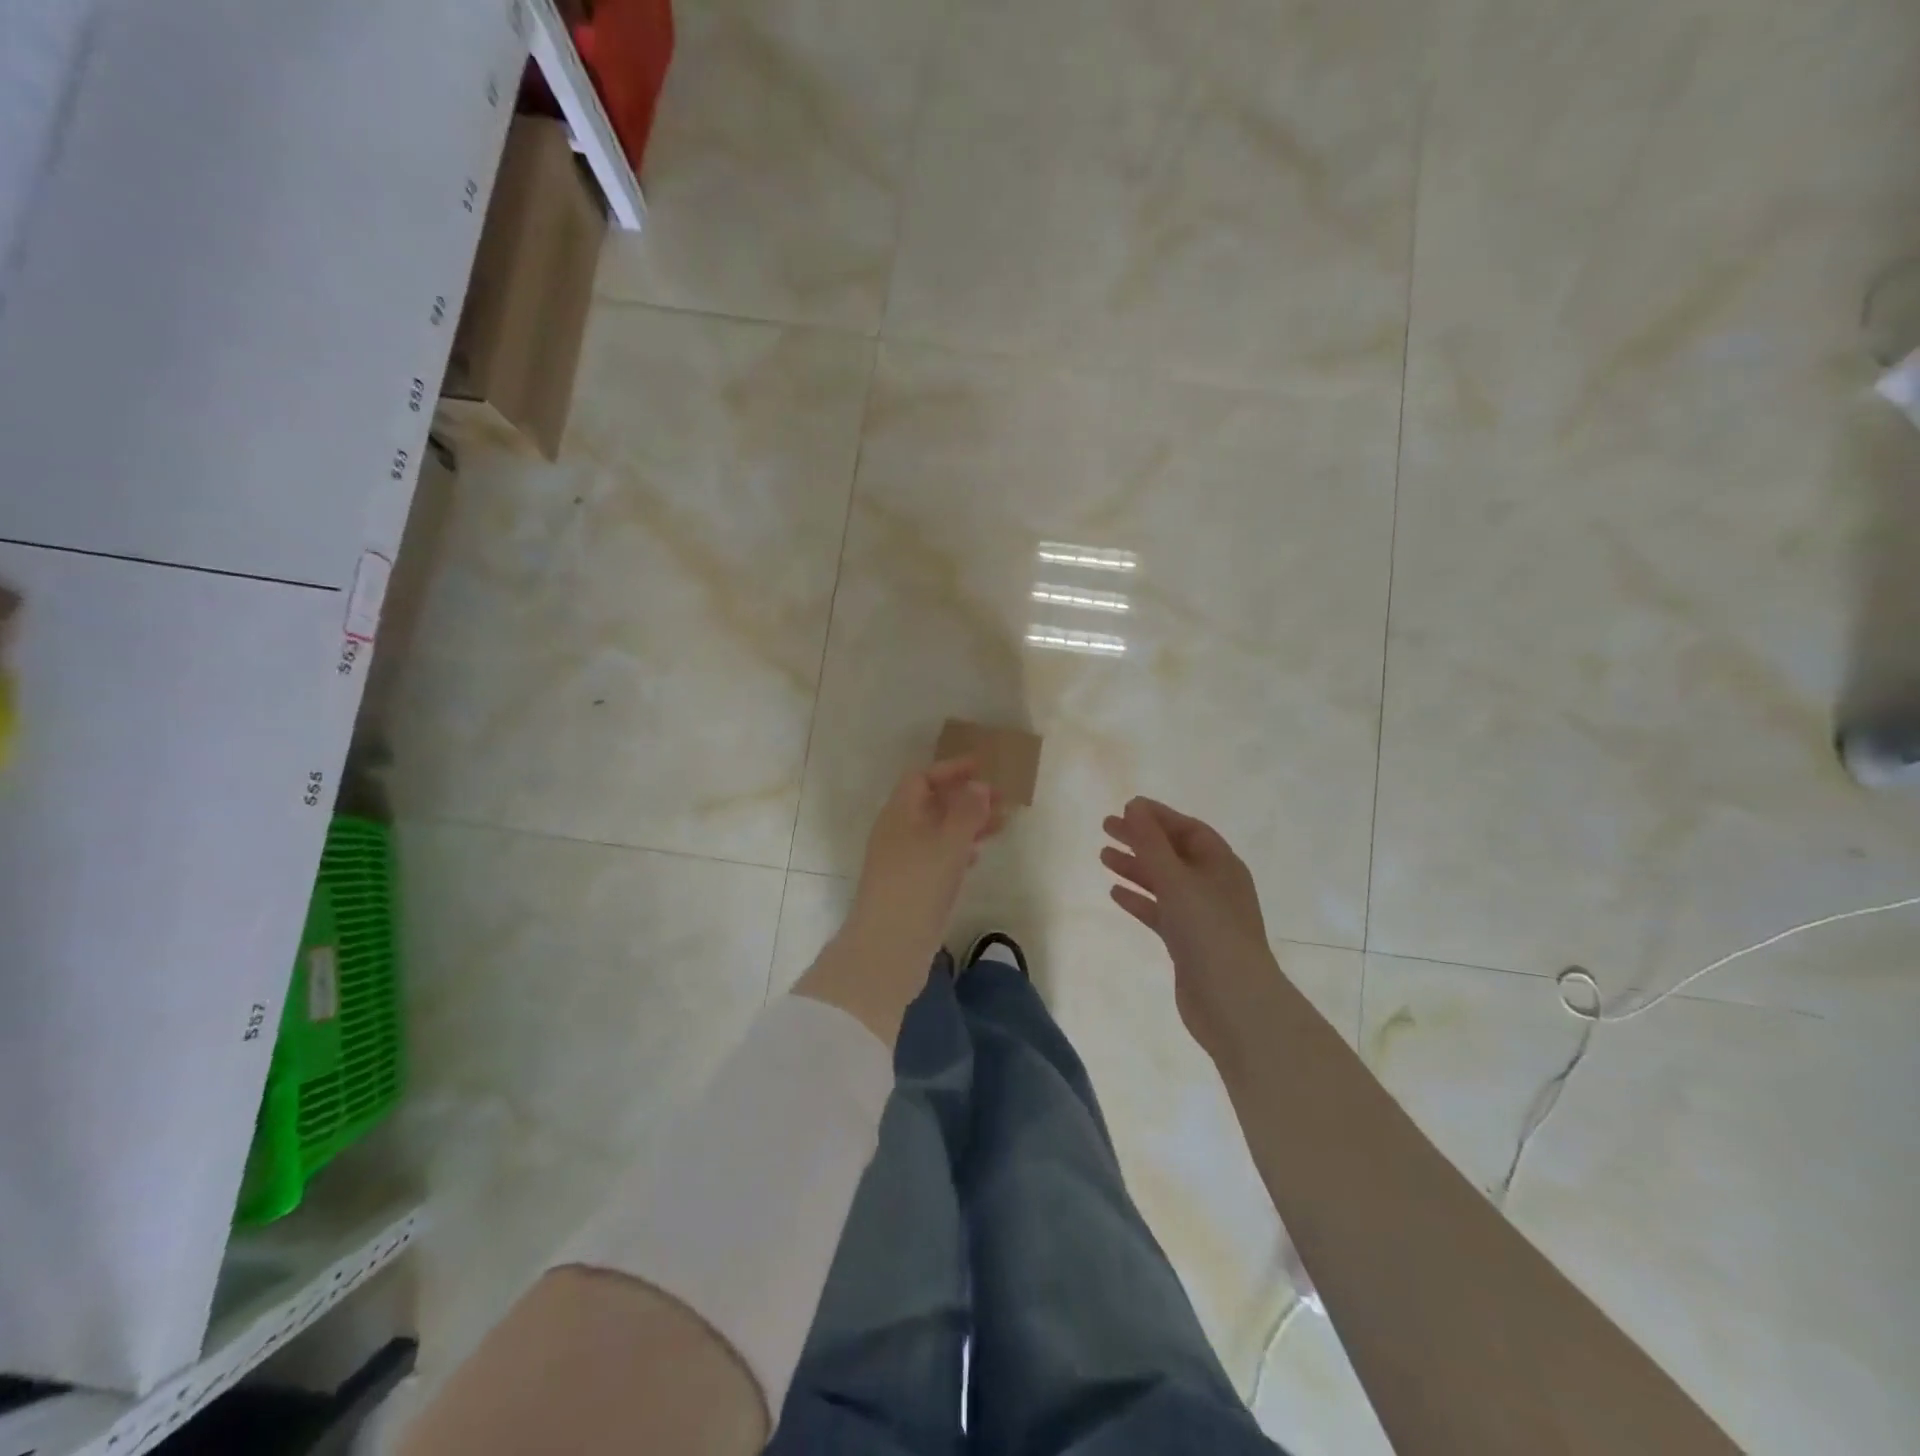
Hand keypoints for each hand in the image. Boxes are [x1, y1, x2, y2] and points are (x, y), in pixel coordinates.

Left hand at [848, 757, 1002, 955]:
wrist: (888, 946)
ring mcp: (903, 861)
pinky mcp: (911, 887)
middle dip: (967, 799)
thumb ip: (967, 811)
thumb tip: (978, 785)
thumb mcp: (949, 842)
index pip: (922, 778)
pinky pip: (937, 857)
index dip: (951, 770)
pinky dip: (959, 850)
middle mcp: (898, 832)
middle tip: (1002, 800)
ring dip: (968, 824)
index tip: (982, 768)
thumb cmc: (918, 884)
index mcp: (900, 814)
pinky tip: (977, 856)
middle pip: (933, 804)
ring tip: (1002, 826)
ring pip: (938, 832)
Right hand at [1101, 797, 1278, 1062]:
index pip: (1188, 829)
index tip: (1126, 807)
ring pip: (1164, 882)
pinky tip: (1115, 894)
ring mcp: (1201, 915)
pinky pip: (1160, 911)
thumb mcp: (1176, 879)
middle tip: (1105, 828)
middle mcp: (1213, 885)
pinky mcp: (1187, 942)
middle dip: (1141, 839)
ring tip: (1103, 857)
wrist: (1232, 1001)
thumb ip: (1152, 842)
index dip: (1158, 816)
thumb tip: (1134, 806)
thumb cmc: (1208, 930)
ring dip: (1135, 867)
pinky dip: (1139, 900)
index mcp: (1221, 864)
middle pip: (1173, 853)